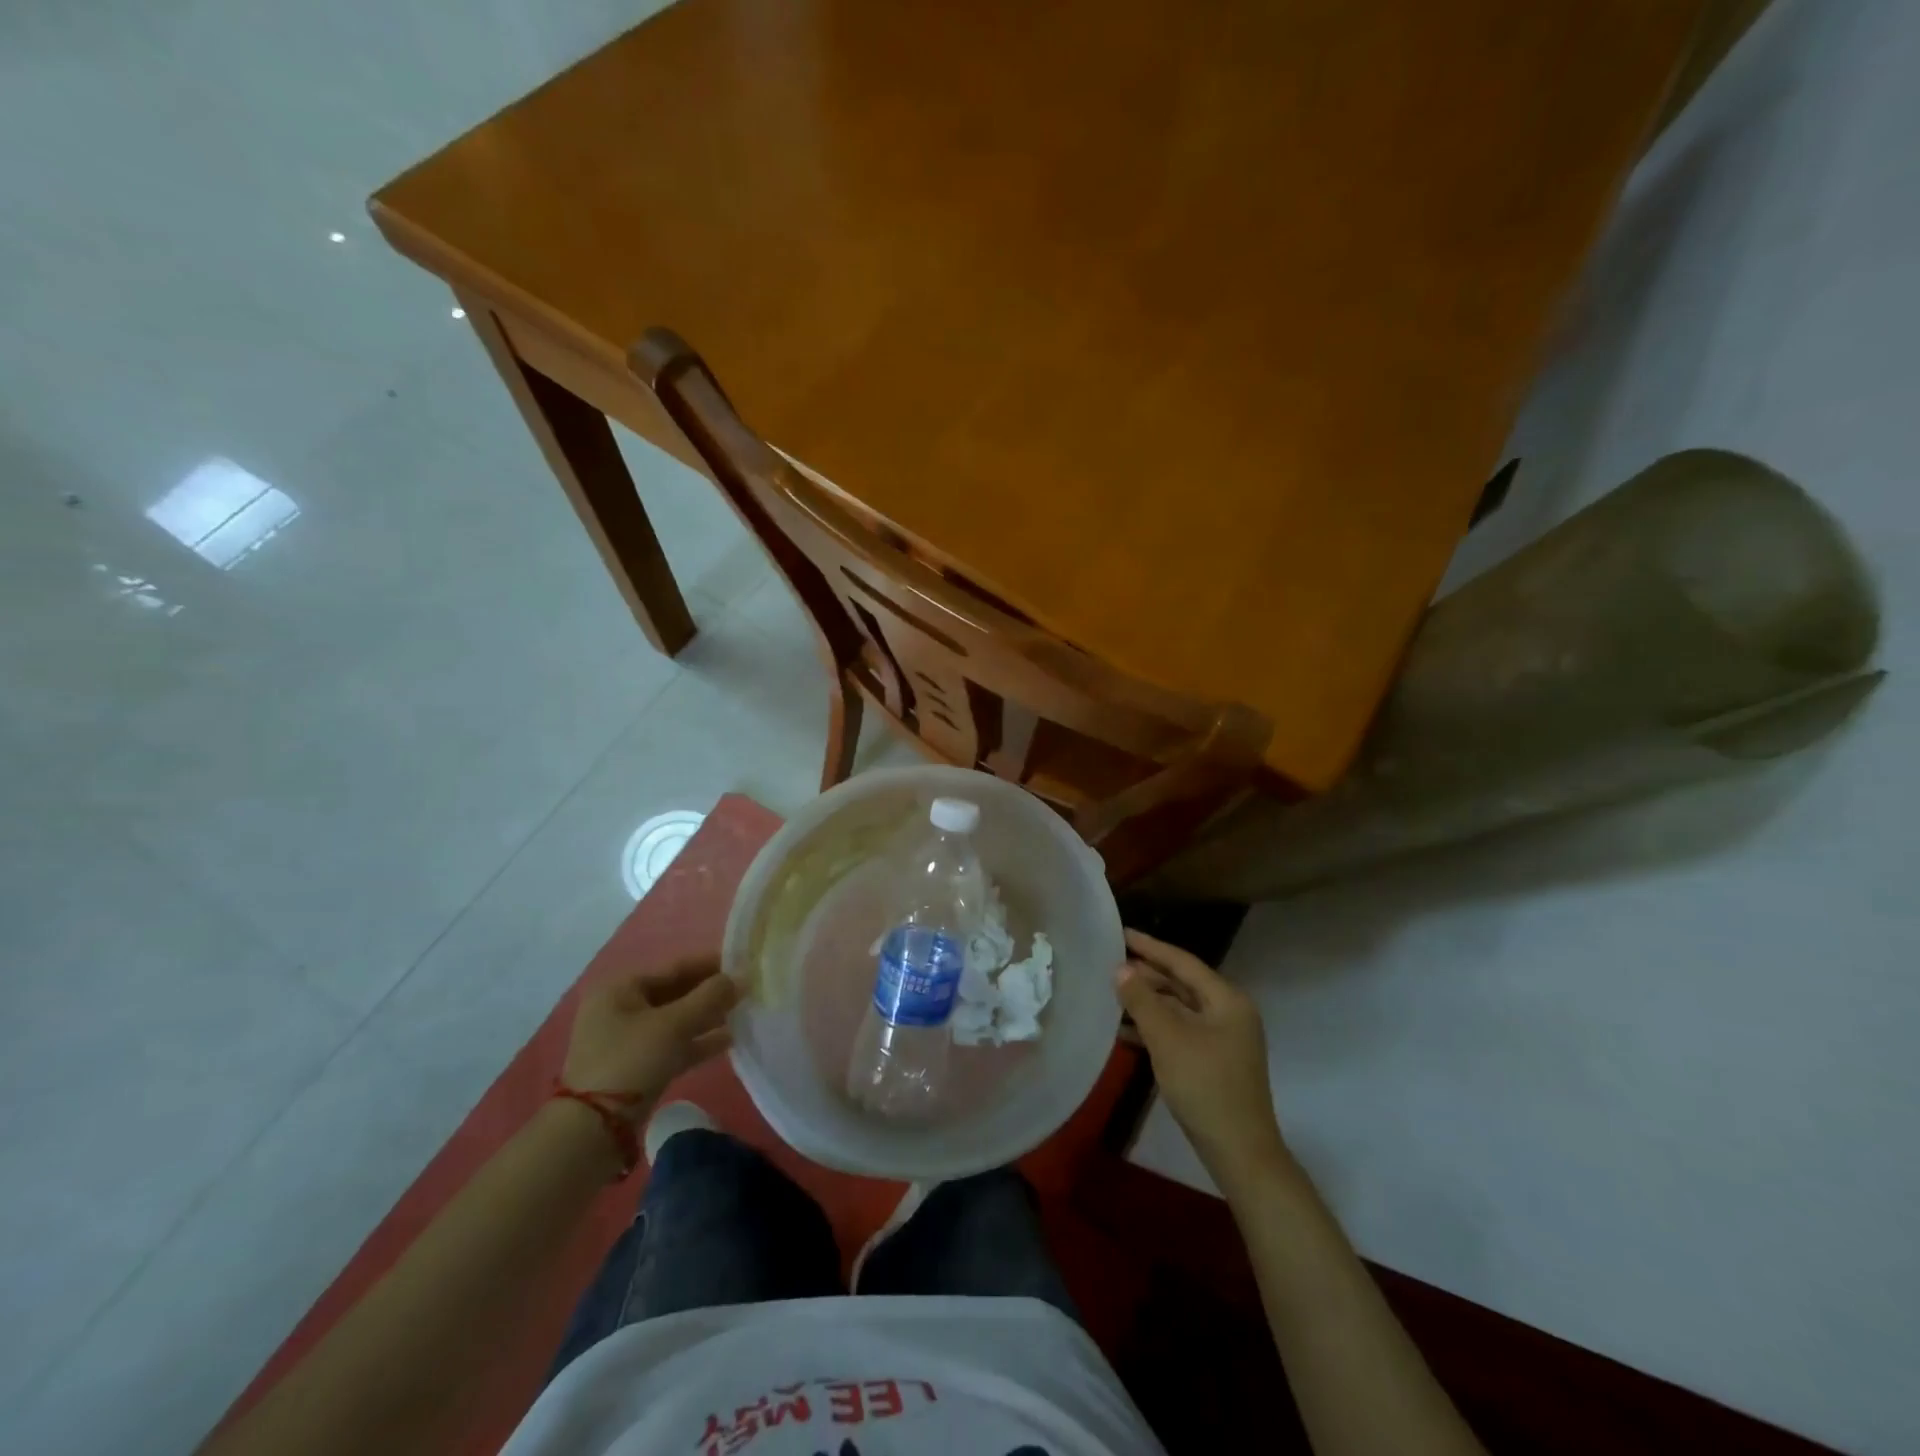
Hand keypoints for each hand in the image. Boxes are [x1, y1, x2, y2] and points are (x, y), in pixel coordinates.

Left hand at [561, 957, 739, 1119]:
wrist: (594, 1129)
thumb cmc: (632, 1060)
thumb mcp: (674, 1024)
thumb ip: (710, 997)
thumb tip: (742, 976)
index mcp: (621, 988)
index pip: (674, 967)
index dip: (711, 964)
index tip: (743, 963)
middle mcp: (621, 1008)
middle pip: (676, 992)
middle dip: (711, 992)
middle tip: (747, 990)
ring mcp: (628, 1039)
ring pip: (677, 1020)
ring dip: (708, 1017)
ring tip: (744, 1012)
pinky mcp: (637, 1066)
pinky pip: (673, 1044)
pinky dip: (698, 1041)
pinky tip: (729, 1040)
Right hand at [1117, 928, 1290, 1185]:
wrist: (1239, 1152)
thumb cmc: (1205, 1086)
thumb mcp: (1167, 1038)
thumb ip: (1142, 1000)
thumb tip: (1121, 969)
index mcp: (1226, 1000)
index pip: (1182, 962)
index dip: (1150, 947)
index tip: (1120, 933)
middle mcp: (1229, 1013)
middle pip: (1181, 984)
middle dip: (1146, 975)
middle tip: (1110, 963)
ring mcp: (1223, 1039)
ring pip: (1179, 1009)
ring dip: (1147, 1003)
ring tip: (1111, 995)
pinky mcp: (1214, 1061)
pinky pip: (1180, 1032)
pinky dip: (1155, 1028)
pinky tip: (1125, 1033)